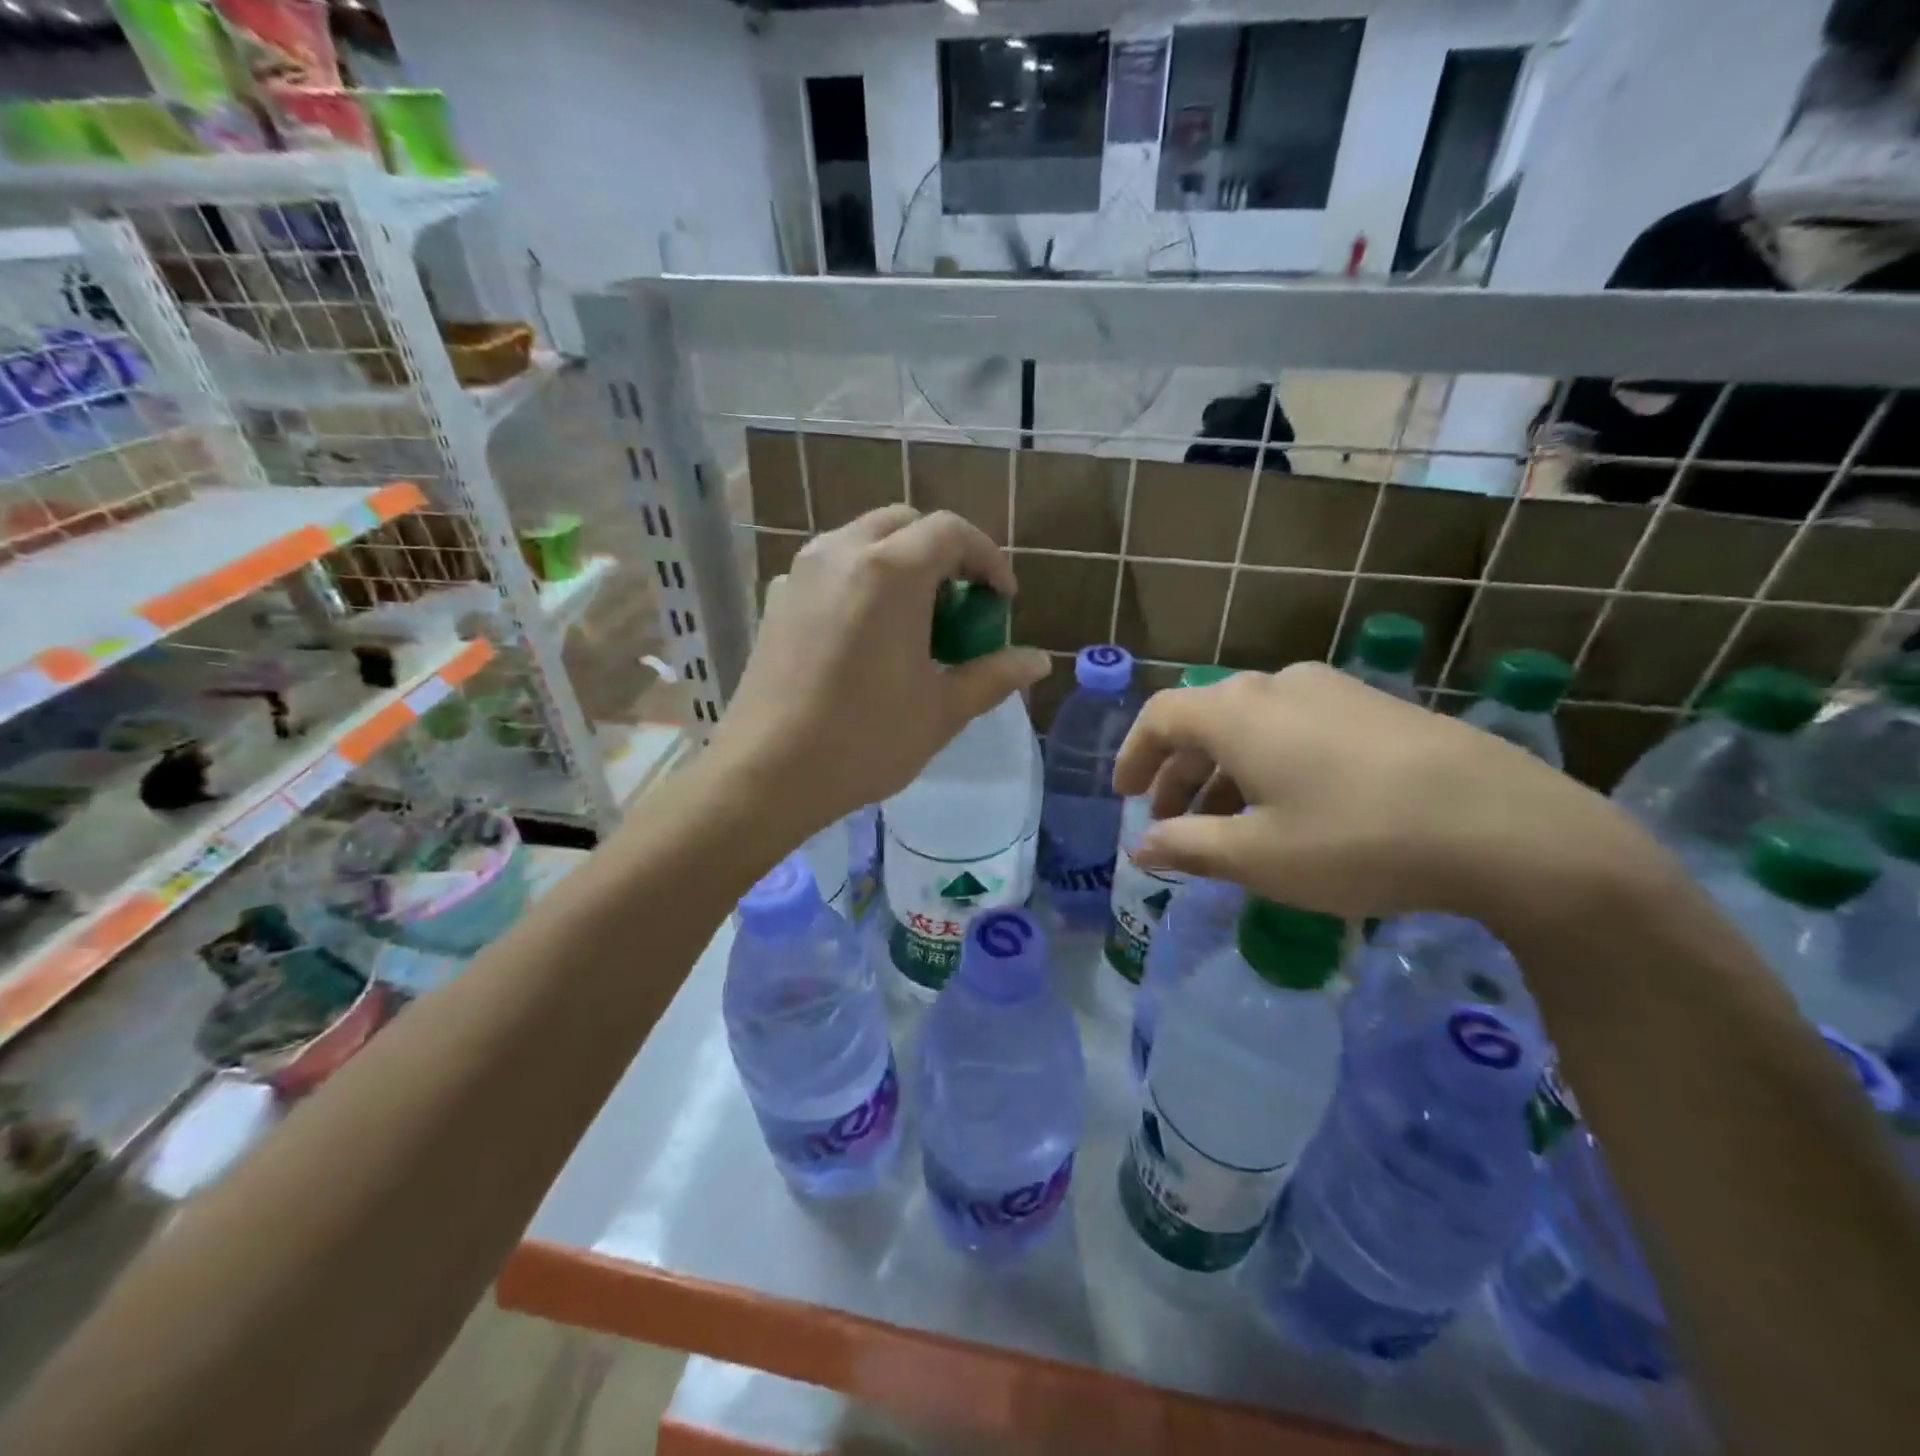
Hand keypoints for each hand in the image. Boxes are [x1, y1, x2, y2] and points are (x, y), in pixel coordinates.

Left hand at [708, 507, 1050, 840]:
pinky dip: (859, 580)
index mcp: (890, 571)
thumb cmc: (865, 740)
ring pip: (862, 539)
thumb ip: (994, 675)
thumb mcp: (942, 709)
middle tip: (959, 604)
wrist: (767, 773)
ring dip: (899, 562)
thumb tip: (1040, 661)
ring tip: (914, 618)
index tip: (1002, 600)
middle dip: (942, 553)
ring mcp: (801, 572)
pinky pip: (828, 568)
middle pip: (905, 524)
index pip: (952, 532)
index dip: (988, 559)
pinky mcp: (776, 599)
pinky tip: (864, 632)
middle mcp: (842, 553)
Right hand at [1114, 663, 1663, 925]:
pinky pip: (1297, 727)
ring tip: (1226, 825)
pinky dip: (1269, 762)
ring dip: (1224, 771)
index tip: (1124, 798)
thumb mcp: (1260, 857)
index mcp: (1238, 712)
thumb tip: (1140, 849)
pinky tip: (1290, 807)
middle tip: (1170, 823)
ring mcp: (1333, 690)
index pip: (1161, 716)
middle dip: (1178, 773)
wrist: (1509, 829)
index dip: (1134, 755)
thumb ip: (1188, 847)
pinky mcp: (1377, 707)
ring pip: (1253, 725)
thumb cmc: (1359, 840)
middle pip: (1205, 721)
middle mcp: (1278, 685)